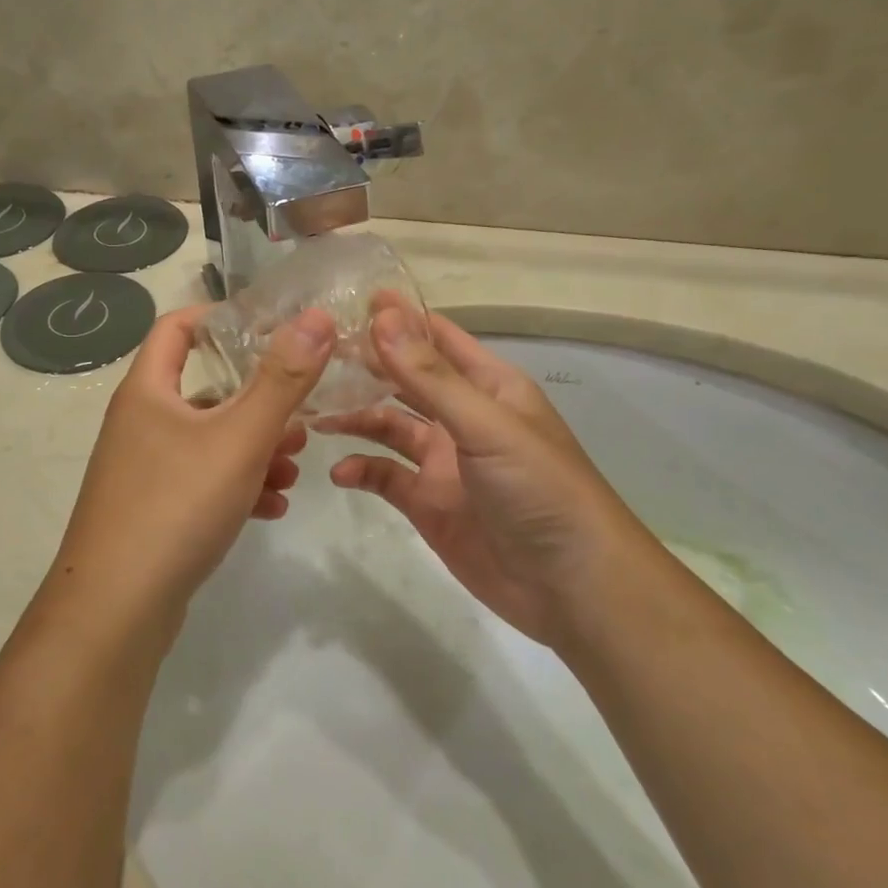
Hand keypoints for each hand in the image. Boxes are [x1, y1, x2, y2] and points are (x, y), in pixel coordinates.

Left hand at [50, 304, 335, 624]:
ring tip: (295, 469)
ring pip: (208, 443)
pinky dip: (237, 486)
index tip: (270, 328)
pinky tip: (272, 508)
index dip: (220, 318)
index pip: (176, 327)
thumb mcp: (240, 438)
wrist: (115, 610)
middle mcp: (140, 424)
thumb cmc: (176, 506)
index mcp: (147, 391)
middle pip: (203, 391)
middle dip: (257, 401)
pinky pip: (202, 484)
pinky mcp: (152, 512)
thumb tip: (317, 316)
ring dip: (254, 450)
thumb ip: (282, 379)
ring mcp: (143, 471)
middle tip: (302, 417)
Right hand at [317, 304, 651, 649]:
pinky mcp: (430, 504)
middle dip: (367, 366)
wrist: (571, 588)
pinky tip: (340, 473)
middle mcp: (464, 418)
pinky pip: (387, 477)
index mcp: (489, 387)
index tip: (349, 300)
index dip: (398, 318)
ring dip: (357, 417)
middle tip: (316, 355)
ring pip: (390, 427)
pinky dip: (362, 470)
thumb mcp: (485, 425)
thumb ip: (430, 376)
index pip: (438, 338)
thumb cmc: (539, 489)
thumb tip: (382, 317)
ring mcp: (445, 463)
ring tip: (316, 413)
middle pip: (407, 381)